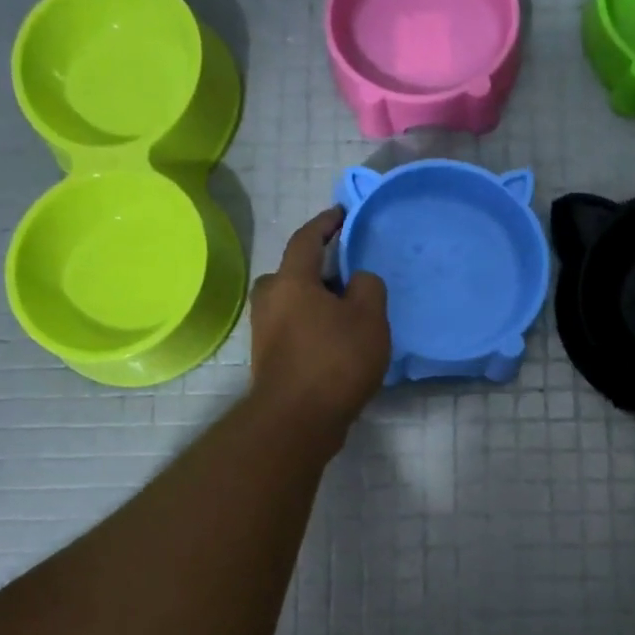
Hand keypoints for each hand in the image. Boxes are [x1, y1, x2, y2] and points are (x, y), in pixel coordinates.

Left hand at [248, 209, 389, 446]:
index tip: (343, 215)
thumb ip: (369, 286)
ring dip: (318, 300)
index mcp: (291, 280)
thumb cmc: (335, 360)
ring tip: (349, 310)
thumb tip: (358, 281)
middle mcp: (270, 299)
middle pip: (296, 272)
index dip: (326, 223)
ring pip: (294, 301)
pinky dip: (313, 324)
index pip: (307, 238)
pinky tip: (336, 340)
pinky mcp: (268, 358)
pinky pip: (294, 326)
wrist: (297, 420)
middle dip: (321, 268)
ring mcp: (264, 331)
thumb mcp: (369, 316)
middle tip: (350, 274)